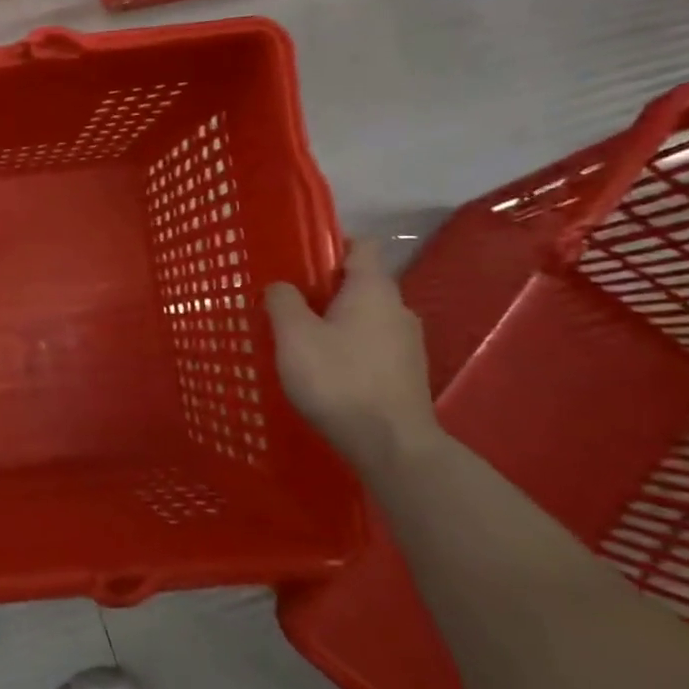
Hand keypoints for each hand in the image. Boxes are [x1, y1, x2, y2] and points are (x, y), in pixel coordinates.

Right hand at [264, 240, 440, 469]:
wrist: (390, 444)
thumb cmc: (337, 379)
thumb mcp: (294, 335)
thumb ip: (283, 301)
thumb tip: (281, 285)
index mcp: (373, 290)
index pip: (360, 245)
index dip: (329, 244)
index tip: (296, 257)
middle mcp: (398, 308)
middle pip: (360, 283)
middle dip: (324, 288)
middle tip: (286, 303)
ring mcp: (407, 342)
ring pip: (364, 316)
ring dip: (334, 320)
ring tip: (299, 339)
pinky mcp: (405, 372)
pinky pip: (371, 344)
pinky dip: (347, 346)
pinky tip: (323, 368)